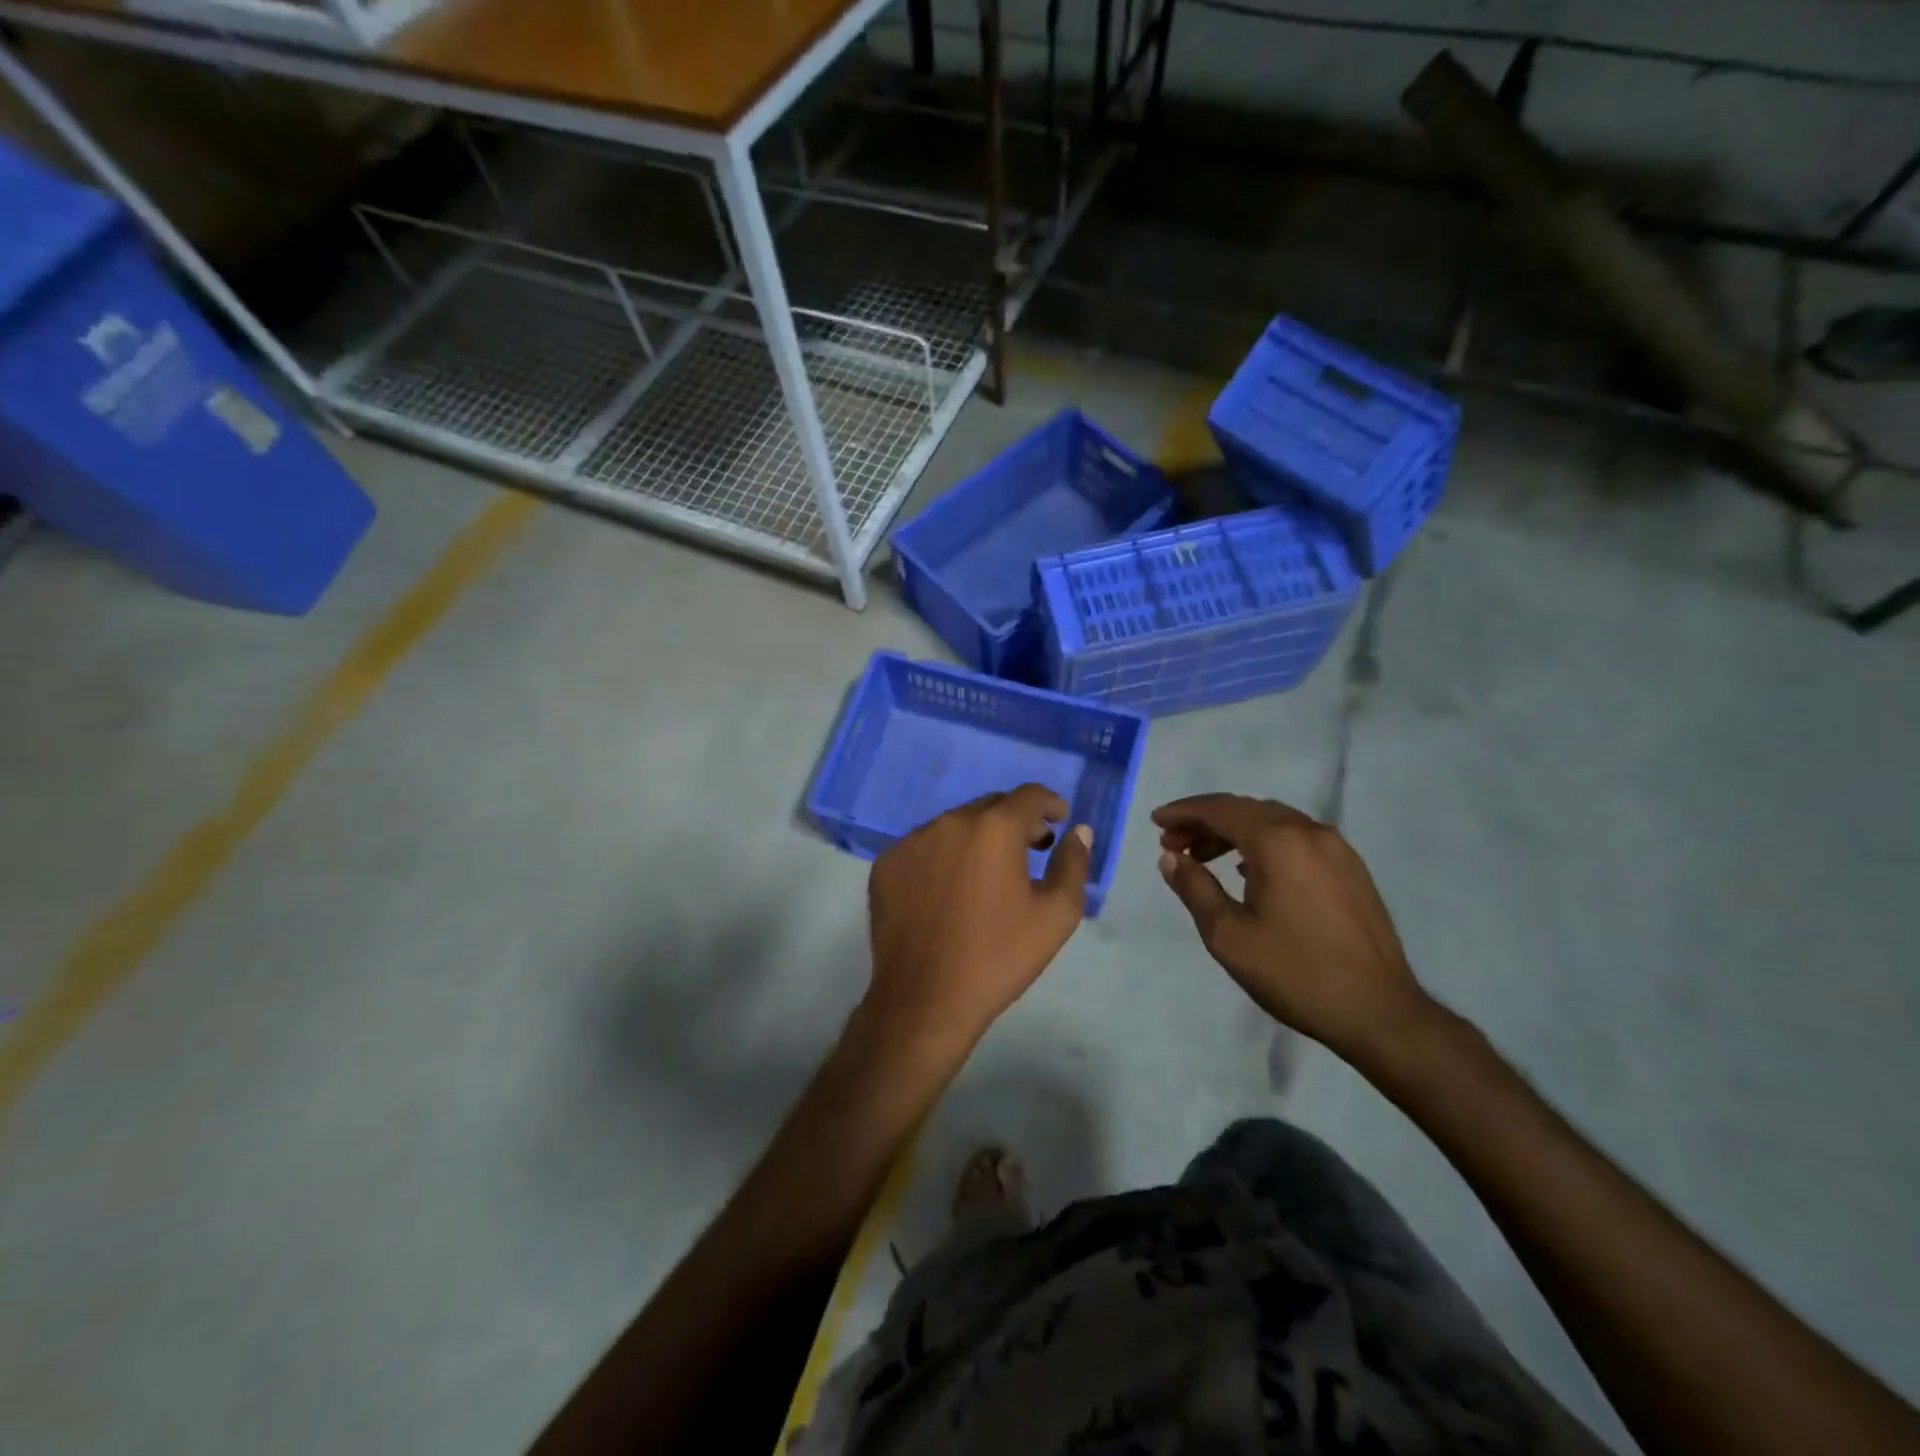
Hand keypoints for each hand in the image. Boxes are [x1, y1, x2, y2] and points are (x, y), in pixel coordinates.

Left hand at [865, 785, 1092, 1052]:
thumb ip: (1073, 864)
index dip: (1049, 803)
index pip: (1028, 796)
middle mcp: (949, 822)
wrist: (925, 1000)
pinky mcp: (886, 864)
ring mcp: (912, 841)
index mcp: (993, 828)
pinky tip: (949, 890)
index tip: (1058, 820)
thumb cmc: (998, 957)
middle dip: (1015, 821)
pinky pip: (923, 847)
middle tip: (1030, 849)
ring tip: (987, 873)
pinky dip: (943, 856)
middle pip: (990, 806)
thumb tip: (1078, 831)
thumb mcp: (1055, 915)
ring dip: (977, 838)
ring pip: (954, 825)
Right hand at [1152, 794, 1435, 1061]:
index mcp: (1279, 841)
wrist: (1379, 1012)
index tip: (1156, 821)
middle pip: (1247, 810)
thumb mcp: (1229, 935)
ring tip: (1202, 857)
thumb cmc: (1296, 972)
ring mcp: (1336, 849)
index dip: (1184, 812)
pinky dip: (1262, 844)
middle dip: (1205, 821)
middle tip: (1172, 843)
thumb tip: (1170, 858)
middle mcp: (1310, 832)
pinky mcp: (1350, 870)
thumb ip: (1194, 888)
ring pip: (1273, 823)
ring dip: (1233, 833)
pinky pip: (1296, 840)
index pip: (1221, 809)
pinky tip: (1247, 871)